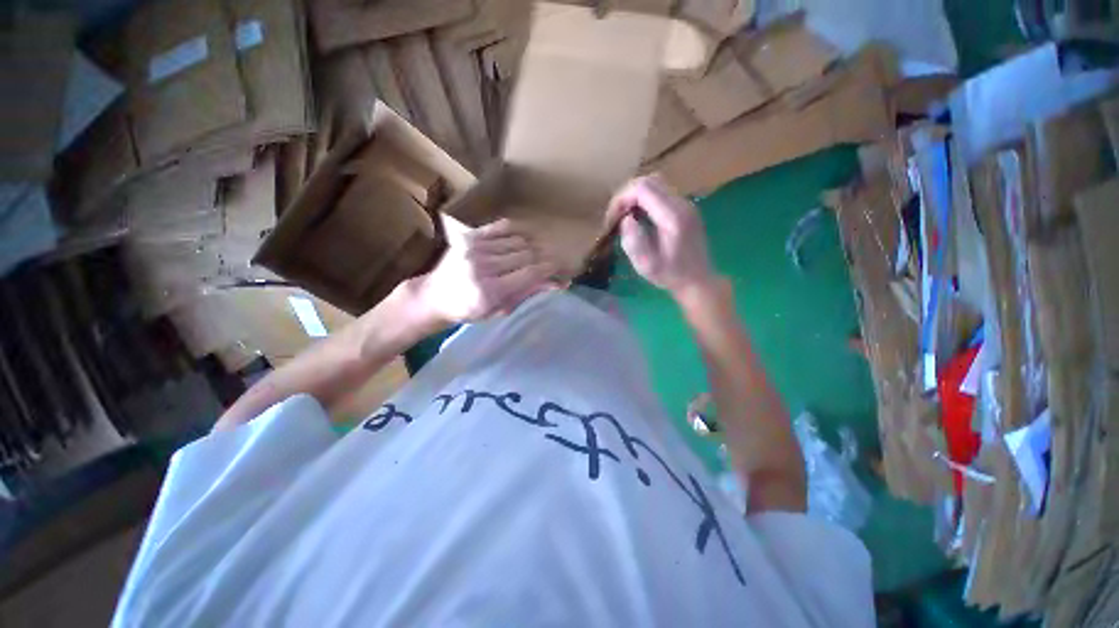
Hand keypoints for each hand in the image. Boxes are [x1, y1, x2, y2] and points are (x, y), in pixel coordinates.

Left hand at [411, 218, 556, 324]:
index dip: (548, 269)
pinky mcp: (469, 235)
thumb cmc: (470, 310)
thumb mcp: (501, 309)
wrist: (434, 296)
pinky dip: (517, 232)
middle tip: (543, 264)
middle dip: (540, 259)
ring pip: (519, 240)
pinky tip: (518, 241)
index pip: (530, 273)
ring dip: (528, 248)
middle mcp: (483, 266)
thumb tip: (558, 284)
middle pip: (527, 254)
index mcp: (490, 290)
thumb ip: (528, 293)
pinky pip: (504, 226)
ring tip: (527, 257)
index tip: (557, 268)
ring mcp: (475, 248)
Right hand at [605, 176, 718, 301]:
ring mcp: (685, 204)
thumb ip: (633, 241)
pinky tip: (639, 219)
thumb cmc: (671, 275)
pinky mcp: (685, 208)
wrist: (698, 281)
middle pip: (649, 181)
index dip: (622, 199)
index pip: (642, 189)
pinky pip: (661, 193)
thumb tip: (626, 219)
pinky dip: (645, 200)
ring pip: (655, 184)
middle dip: (627, 195)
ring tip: (626, 217)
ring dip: (635, 197)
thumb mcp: (646, 265)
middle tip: (616, 217)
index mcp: (672, 216)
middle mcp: (681, 203)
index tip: (612, 219)